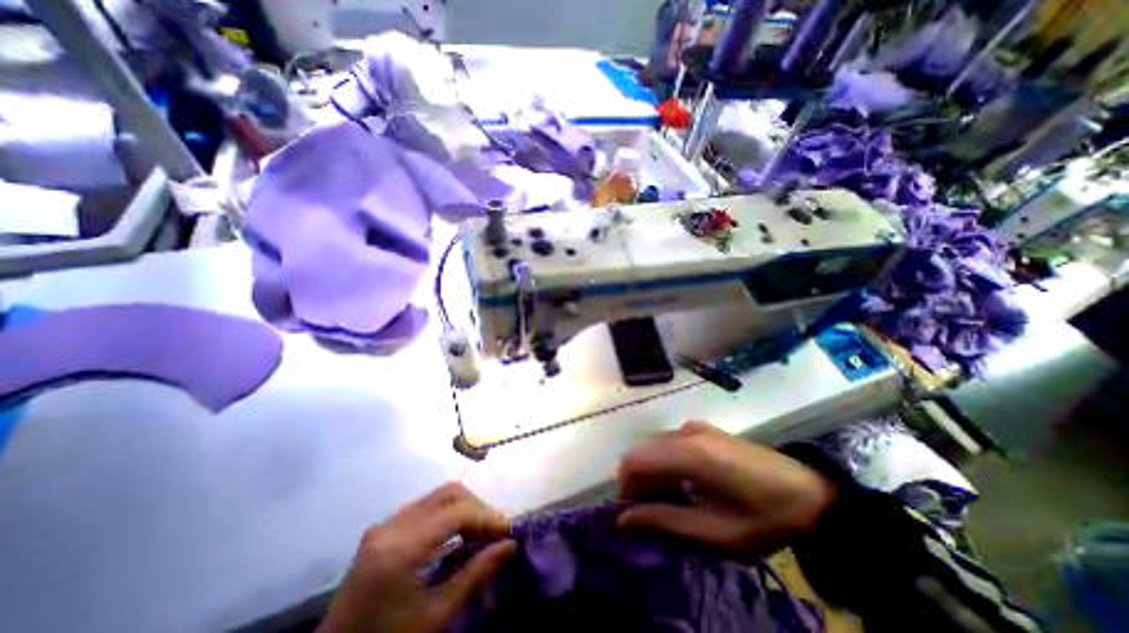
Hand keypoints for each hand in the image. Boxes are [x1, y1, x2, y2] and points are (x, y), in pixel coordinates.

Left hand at [315, 485, 513, 632]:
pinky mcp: (383, 528)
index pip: (456, 511)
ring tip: (480, 532)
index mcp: (401, 548)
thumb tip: (510, 546)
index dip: (487, 516)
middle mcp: (391, 525)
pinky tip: (457, 534)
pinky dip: (447, 513)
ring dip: (464, 507)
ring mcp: (384, 524)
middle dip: (478, 507)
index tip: (508, 531)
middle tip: (495, 531)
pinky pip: (425, 506)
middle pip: (449, 493)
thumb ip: (475, 575)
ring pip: (438, 495)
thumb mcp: (435, 616)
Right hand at [616, 426, 835, 554]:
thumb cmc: (765, 516)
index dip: (625, 486)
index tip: (630, 514)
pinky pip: (668, 444)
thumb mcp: (716, 530)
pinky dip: (664, 464)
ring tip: (667, 504)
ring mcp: (694, 427)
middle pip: (642, 451)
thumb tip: (624, 520)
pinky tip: (682, 486)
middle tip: (649, 513)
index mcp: (691, 453)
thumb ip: (666, 520)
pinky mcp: (702, 429)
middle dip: (637, 481)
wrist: (810, 492)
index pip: (636, 460)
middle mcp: (686, 432)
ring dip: (651, 473)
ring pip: (654, 447)